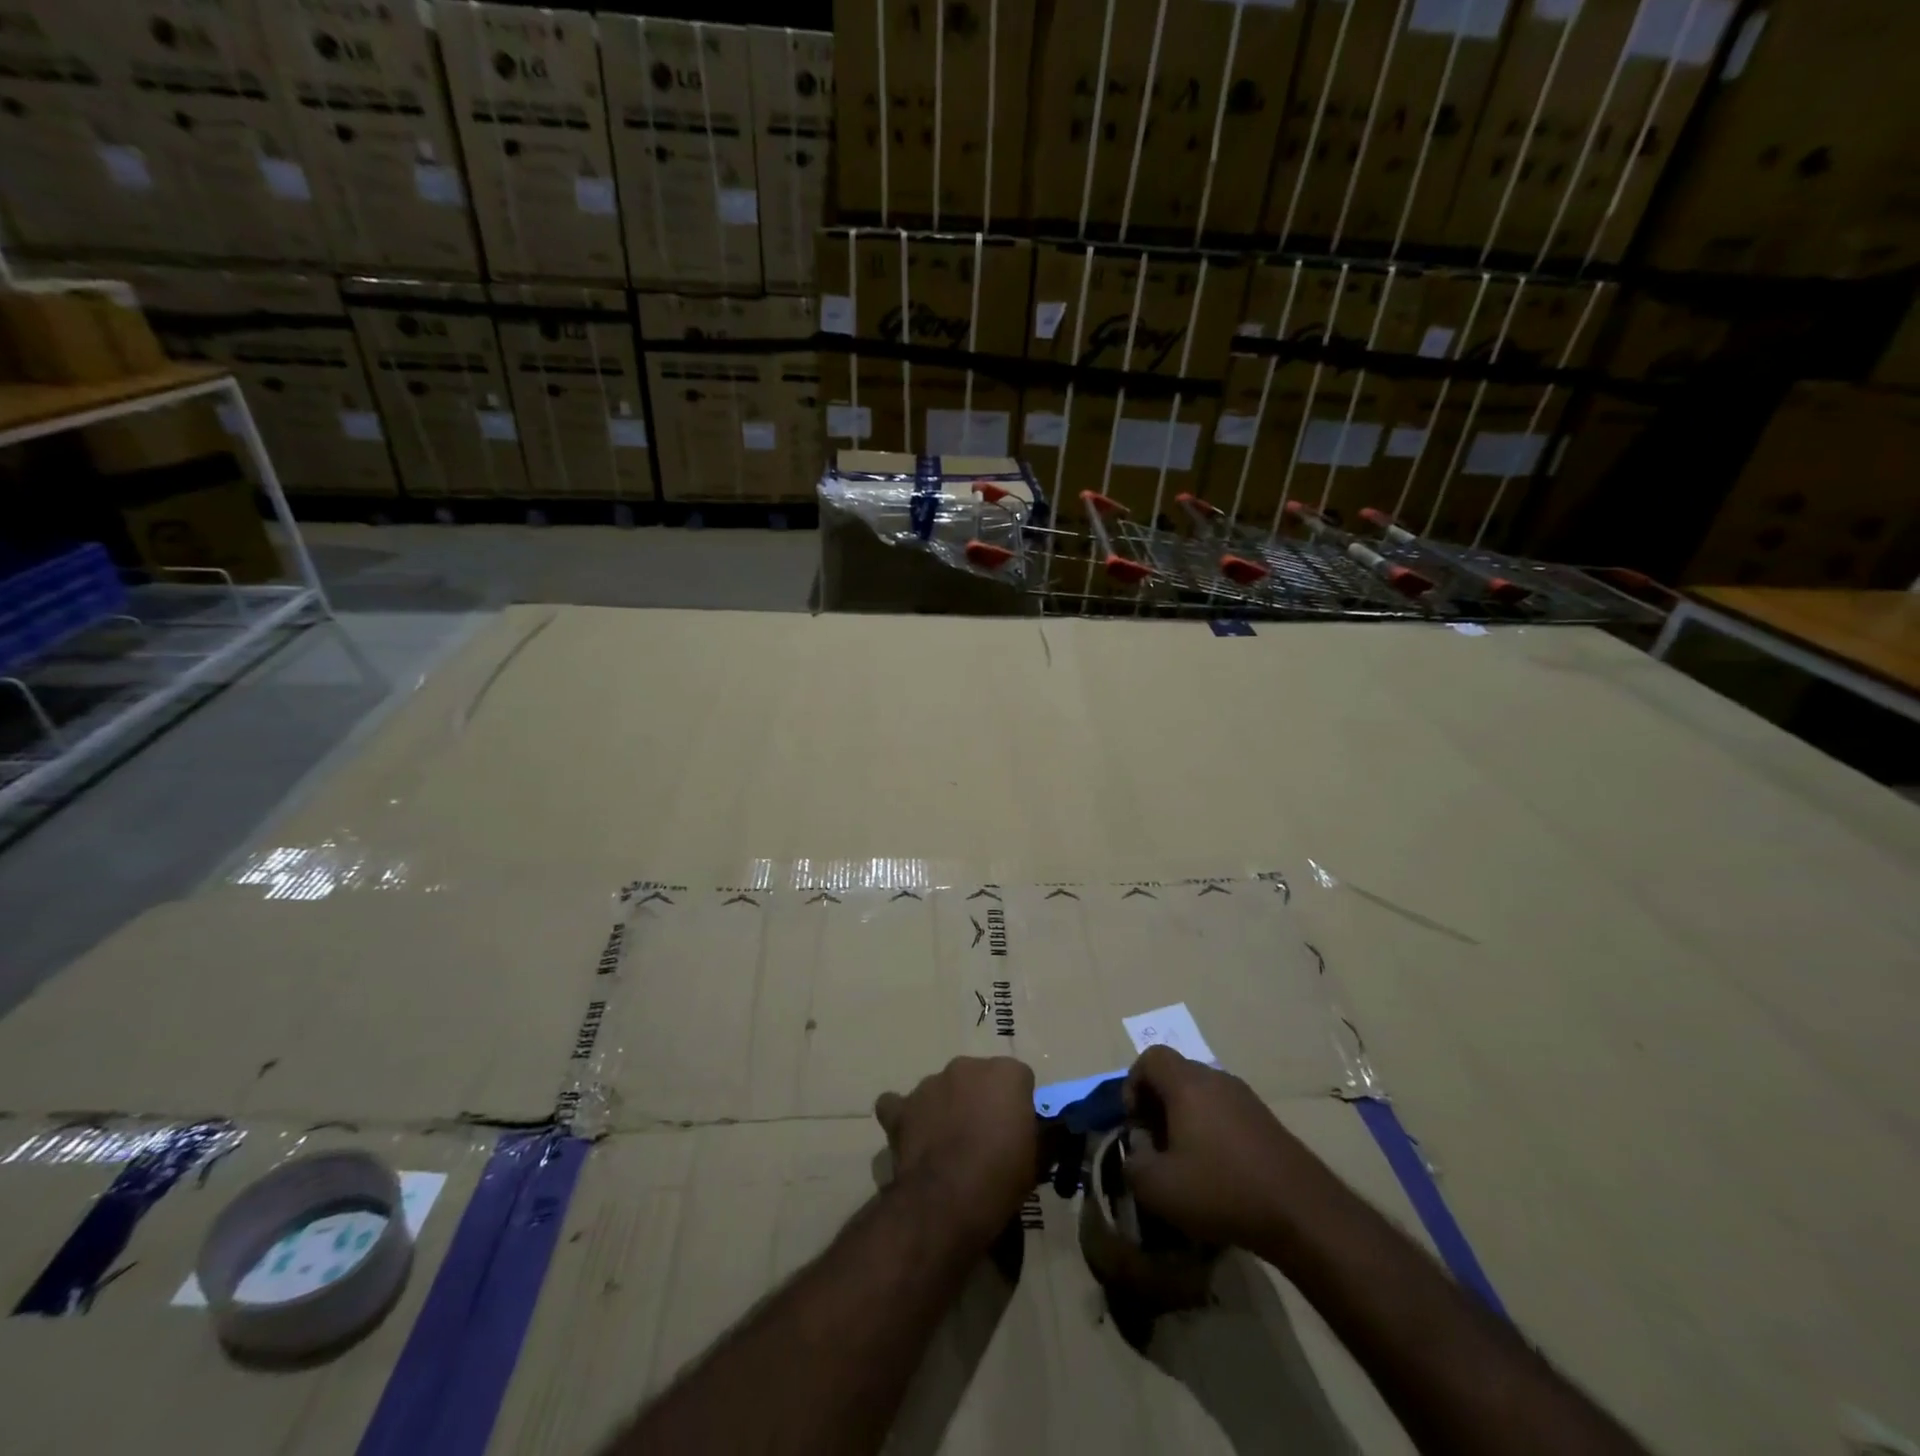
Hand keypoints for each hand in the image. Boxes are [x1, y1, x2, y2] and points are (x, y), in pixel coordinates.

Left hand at [875, 1057, 1036, 1246]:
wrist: (948, 1199)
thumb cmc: (1002, 1177)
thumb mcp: (1037, 1159)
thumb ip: (1040, 1134)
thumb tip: (1043, 1131)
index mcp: (1006, 1072)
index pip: (1019, 1079)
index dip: (1018, 1106)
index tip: (1017, 1133)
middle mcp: (967, 1066)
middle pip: (978, 1078)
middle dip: (981, 1100)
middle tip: (984, 1139)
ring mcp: (930, 1083)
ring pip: (942, 1089)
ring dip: (946, 1108)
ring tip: (948, 1147)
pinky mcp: (903, 1106)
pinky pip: (900, 1104)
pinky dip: (904, 1116)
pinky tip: (910, 1136)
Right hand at [1123, 1045, 1317, 1249]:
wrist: (1303, 1213)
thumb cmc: (1222, 1190)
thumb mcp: (1158, 1188)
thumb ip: (1132, 1165)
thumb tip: (1136, 1153)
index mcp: (1187, 1084)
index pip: (1150, 1058)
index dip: (1133, 1085)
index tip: (1137, 1124)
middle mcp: (1216, 1079)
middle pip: (1176, 1075)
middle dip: (1158, 1105)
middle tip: (1157, 1145)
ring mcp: (1246, 1098)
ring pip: (1202, 1094)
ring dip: (1186, 1120)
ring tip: (1186, 1163)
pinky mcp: (1267, 1121)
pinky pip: (1226, 1113)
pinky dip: (1212, 1132)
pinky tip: (1219, 1173)